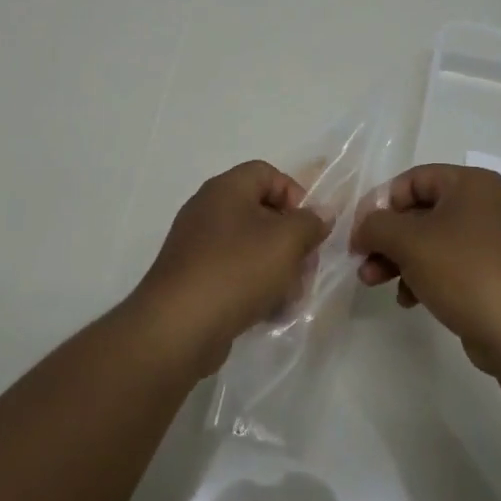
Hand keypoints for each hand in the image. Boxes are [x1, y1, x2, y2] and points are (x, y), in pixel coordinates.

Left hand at [131, 161, 329, 372]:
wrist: (179, 327)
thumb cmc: (236, 271)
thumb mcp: (286, 241)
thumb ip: (310, 222)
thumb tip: (321, 213)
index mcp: (225, 189)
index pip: (268, 174)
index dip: (296, 195)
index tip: (311, 228)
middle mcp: (208, 210)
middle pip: (262, 213)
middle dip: (291, 240)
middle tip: (306, 268)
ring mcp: (197, 246)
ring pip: (251, 248)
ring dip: (278, 269)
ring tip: (290, 297)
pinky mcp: (195, 279)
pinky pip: (234, 273)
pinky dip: (255, 288)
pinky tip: (269, 312)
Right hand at [351, 164, 500, 371]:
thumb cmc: (466, 271)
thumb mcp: (409, 241)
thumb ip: (376, 226)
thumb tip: (363, 229)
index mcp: (470, 184)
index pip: (412, 180)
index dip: (379, 204)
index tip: (358, 234)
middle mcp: (485, 205)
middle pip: (420, 212)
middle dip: (385, 238)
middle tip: (362, 262)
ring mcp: (493, 241)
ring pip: (431, 241)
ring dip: (398, 260)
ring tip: (375, 284)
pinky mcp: (495, 274)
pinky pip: (449, 266)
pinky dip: (424, 277)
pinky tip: (410, 300)